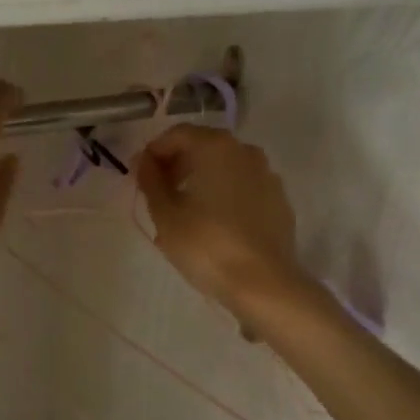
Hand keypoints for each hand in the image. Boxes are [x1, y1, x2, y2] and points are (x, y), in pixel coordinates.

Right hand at [136, 125, 307, 324]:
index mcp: (216, 147)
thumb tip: (144, 161)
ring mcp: (267, 176)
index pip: (177, 134)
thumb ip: (151, 181)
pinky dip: (224, 194)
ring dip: (201, 179)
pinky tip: (214, 223)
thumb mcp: (166, 214)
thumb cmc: (207, 245)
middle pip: (203, 146)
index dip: (154, 152)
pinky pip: (244, 187)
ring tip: (184, 210)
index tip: (139, 177)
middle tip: (158, 193)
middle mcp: (245, 152)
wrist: (264, 285)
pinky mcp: (279, 201)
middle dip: (177, 164)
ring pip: (226, 167)